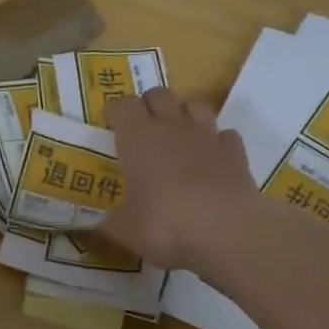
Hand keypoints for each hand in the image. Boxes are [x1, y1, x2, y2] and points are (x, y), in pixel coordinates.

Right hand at [99, 89, 257, 270]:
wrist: (227, 233)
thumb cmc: (164, 226)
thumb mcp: (124, 232)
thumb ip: (108, 225)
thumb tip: (93, 228)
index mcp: (138, 138)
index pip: (122, 105)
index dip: (114, 112)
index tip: (109, 125)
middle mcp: (172, 127)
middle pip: (158, 95)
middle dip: (148, 106)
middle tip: (141, 130)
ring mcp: (208, 136)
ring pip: (195, 105)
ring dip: (183, 115)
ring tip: (176, 138)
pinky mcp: (236, 152)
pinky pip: (224, 135)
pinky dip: (215, 143)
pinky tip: (210, 160)